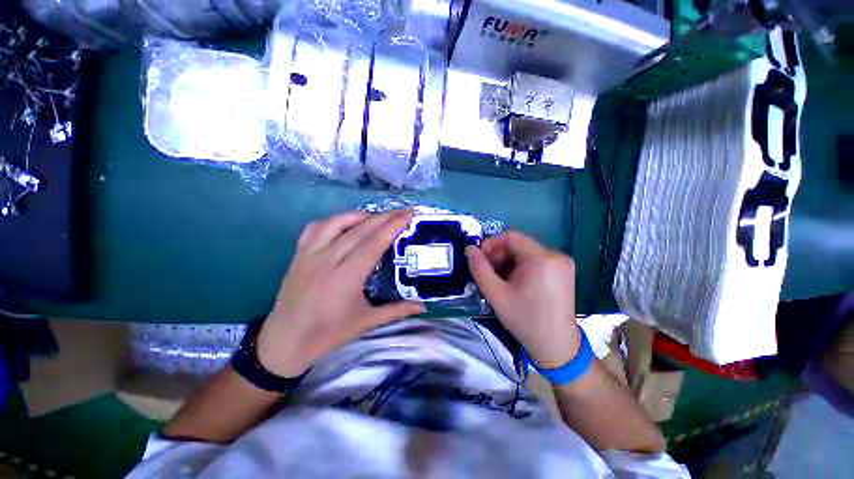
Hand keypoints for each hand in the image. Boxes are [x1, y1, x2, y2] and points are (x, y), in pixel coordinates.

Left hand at [256, 210, 424, 376]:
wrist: (285, 342)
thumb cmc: (328, 333)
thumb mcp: (366, 323)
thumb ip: (396, 311)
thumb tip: (423, 305)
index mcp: (347, 277)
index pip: (374, 243)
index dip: (392, 226)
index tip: (407, 214)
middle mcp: (328, 260)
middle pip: (360, 230)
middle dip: (384, 217)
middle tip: (402, 210)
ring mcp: (310, 255)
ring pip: (337, 223)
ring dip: (360, 215)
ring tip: (377, 216)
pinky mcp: (299, 255)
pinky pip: (315, 228)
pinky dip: (333, 220)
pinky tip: (344, 222)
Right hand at [466, 231, 579, 368]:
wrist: (557, 347)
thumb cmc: (525, 320)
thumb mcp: (496, 294)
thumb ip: (479, 268)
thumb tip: (469, 249)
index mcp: (542, 258)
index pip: (511, 236)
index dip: (491, 244)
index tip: (480, 259)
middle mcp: (556, 255)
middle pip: (519, 245)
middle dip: (499, 256)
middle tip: (487, 273)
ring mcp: (562, 264)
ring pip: (526, 253)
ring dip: (508, 263)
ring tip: (499, 280)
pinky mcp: (563, 272)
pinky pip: (535, 261)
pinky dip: (520, 268)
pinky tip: (514, 283)